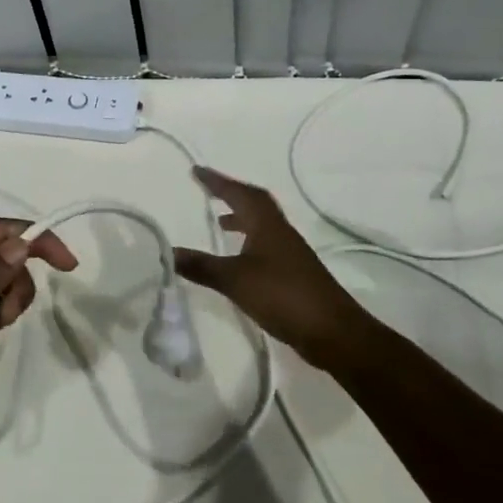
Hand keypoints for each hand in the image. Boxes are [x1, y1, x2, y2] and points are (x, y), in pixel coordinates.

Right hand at [175, 167, 361, 367]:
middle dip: (231, 194)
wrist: (333, 332)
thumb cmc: (283, 296)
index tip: (196, 171)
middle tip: (208, 191)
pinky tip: (238, 259)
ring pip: (262, 224)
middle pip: (255, 203)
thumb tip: (168, 252)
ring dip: (241, 218)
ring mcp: (290, 253)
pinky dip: (248, 241)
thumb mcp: (235, 280)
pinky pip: (266, 244)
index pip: (238, 193)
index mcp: (267, 225)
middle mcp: (280, 232)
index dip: (217, 182)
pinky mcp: (294, 273)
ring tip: (219, 224)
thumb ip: (202, 266)